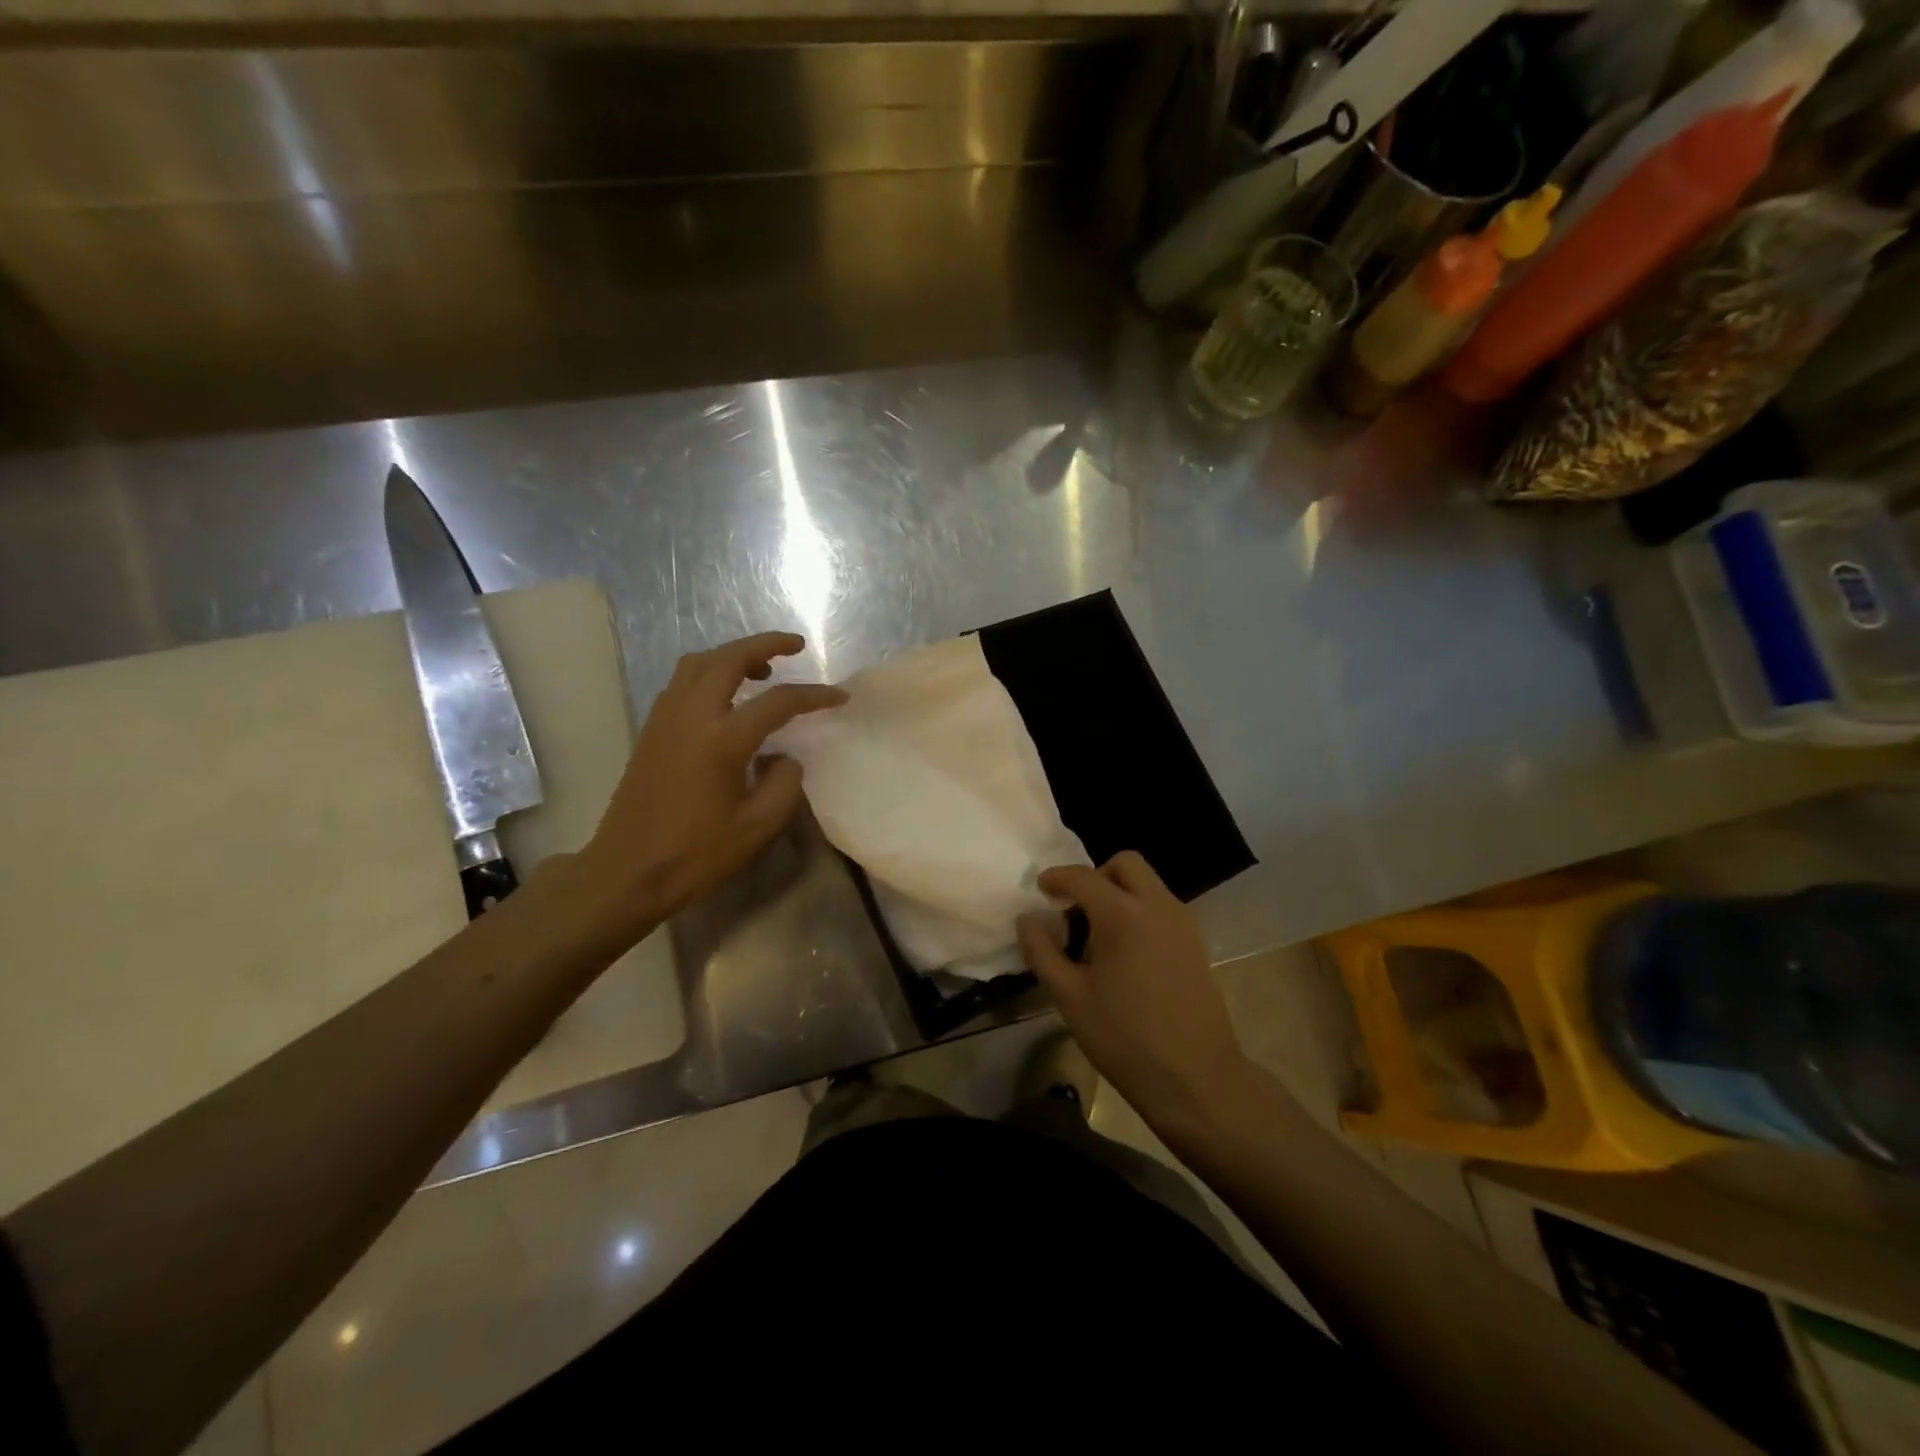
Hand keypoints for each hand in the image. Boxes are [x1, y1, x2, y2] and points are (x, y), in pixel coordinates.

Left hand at [578, 632, 845, 931]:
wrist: (628, 870)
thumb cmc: (696, 853)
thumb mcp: (758, 825)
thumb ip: (784, 782)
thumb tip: (783, 756)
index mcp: (722, 740)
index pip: (778, 701)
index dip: (814, 695)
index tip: (839, 697)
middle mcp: (691, 716)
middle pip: (730, 658)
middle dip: (766, 644)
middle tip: (795, 645)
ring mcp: (666, 718)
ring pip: (699, 663)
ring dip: (733, 654)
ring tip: (762, 668)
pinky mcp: (652, 728)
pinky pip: (682, 681)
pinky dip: (710, 672)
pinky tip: (726, 696)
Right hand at [1017, 852, 1250, 1130]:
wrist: (1197, 1078)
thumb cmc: (1125, 1038)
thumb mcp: (1069, 997)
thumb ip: (1042, 950)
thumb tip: (1028, 918)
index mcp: (1123, 914)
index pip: (1083, 877)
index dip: (1056, 878)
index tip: (1040, 890)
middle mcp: (1157, 905)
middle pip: (1125, 864)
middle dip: (1095, 876)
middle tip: (1075, 910)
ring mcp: (1183, 922)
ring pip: (1147, 884)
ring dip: (1119, 893)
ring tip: (1097, 937)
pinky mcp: (1196, 942)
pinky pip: (1161, 906)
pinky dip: (1139, 911)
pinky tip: (1125, 954)